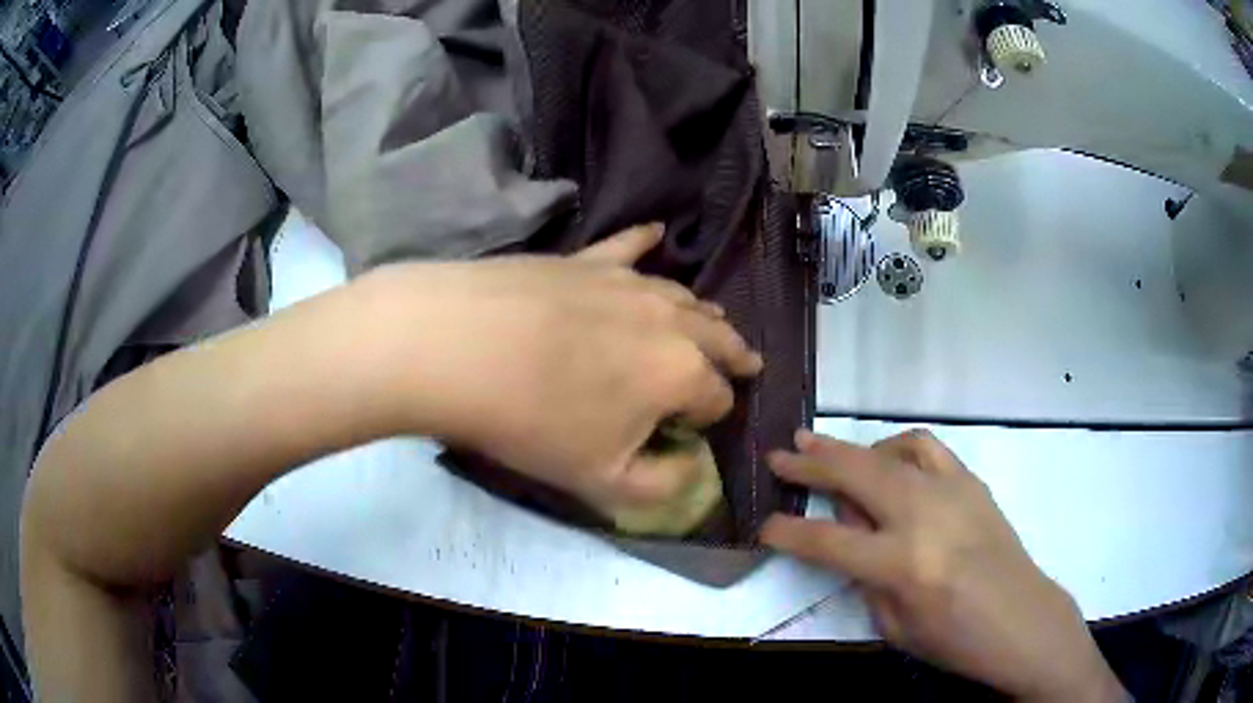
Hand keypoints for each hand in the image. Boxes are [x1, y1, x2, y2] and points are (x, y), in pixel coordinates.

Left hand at [357, 224, 760, 517]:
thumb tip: (692, 468)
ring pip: (683, 296)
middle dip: (734, 355)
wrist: (458, 347)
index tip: (691, 430)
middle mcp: (667, 319)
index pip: (718, 397)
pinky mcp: (585, 261)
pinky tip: (657, 231)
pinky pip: (626, 246)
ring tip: (715, 322)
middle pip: (717, 338)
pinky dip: (645, 240)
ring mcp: (626, 282)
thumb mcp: (602, 480)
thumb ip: (662, 485)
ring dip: (704, 314)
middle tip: (748, 362)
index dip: (712, 416)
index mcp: (681, 373)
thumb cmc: (533, 421)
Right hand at [761, 430, 1125, 702]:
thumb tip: (848, 534)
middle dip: (810, 464)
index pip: (826, 541)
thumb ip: (864, 577)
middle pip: (856, 475)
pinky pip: (927, 448)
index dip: (787, 533)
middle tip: (780, 454)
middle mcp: (924, 516)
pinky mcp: (971, 481)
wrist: (1021, 619)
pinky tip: (886, 459)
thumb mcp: (894, 626)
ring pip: (890, 450)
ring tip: (826, 449)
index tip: (764, 526)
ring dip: (852, 446)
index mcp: (902, 564)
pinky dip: (896, 447)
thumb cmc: (954, 639)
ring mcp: (952, 491)